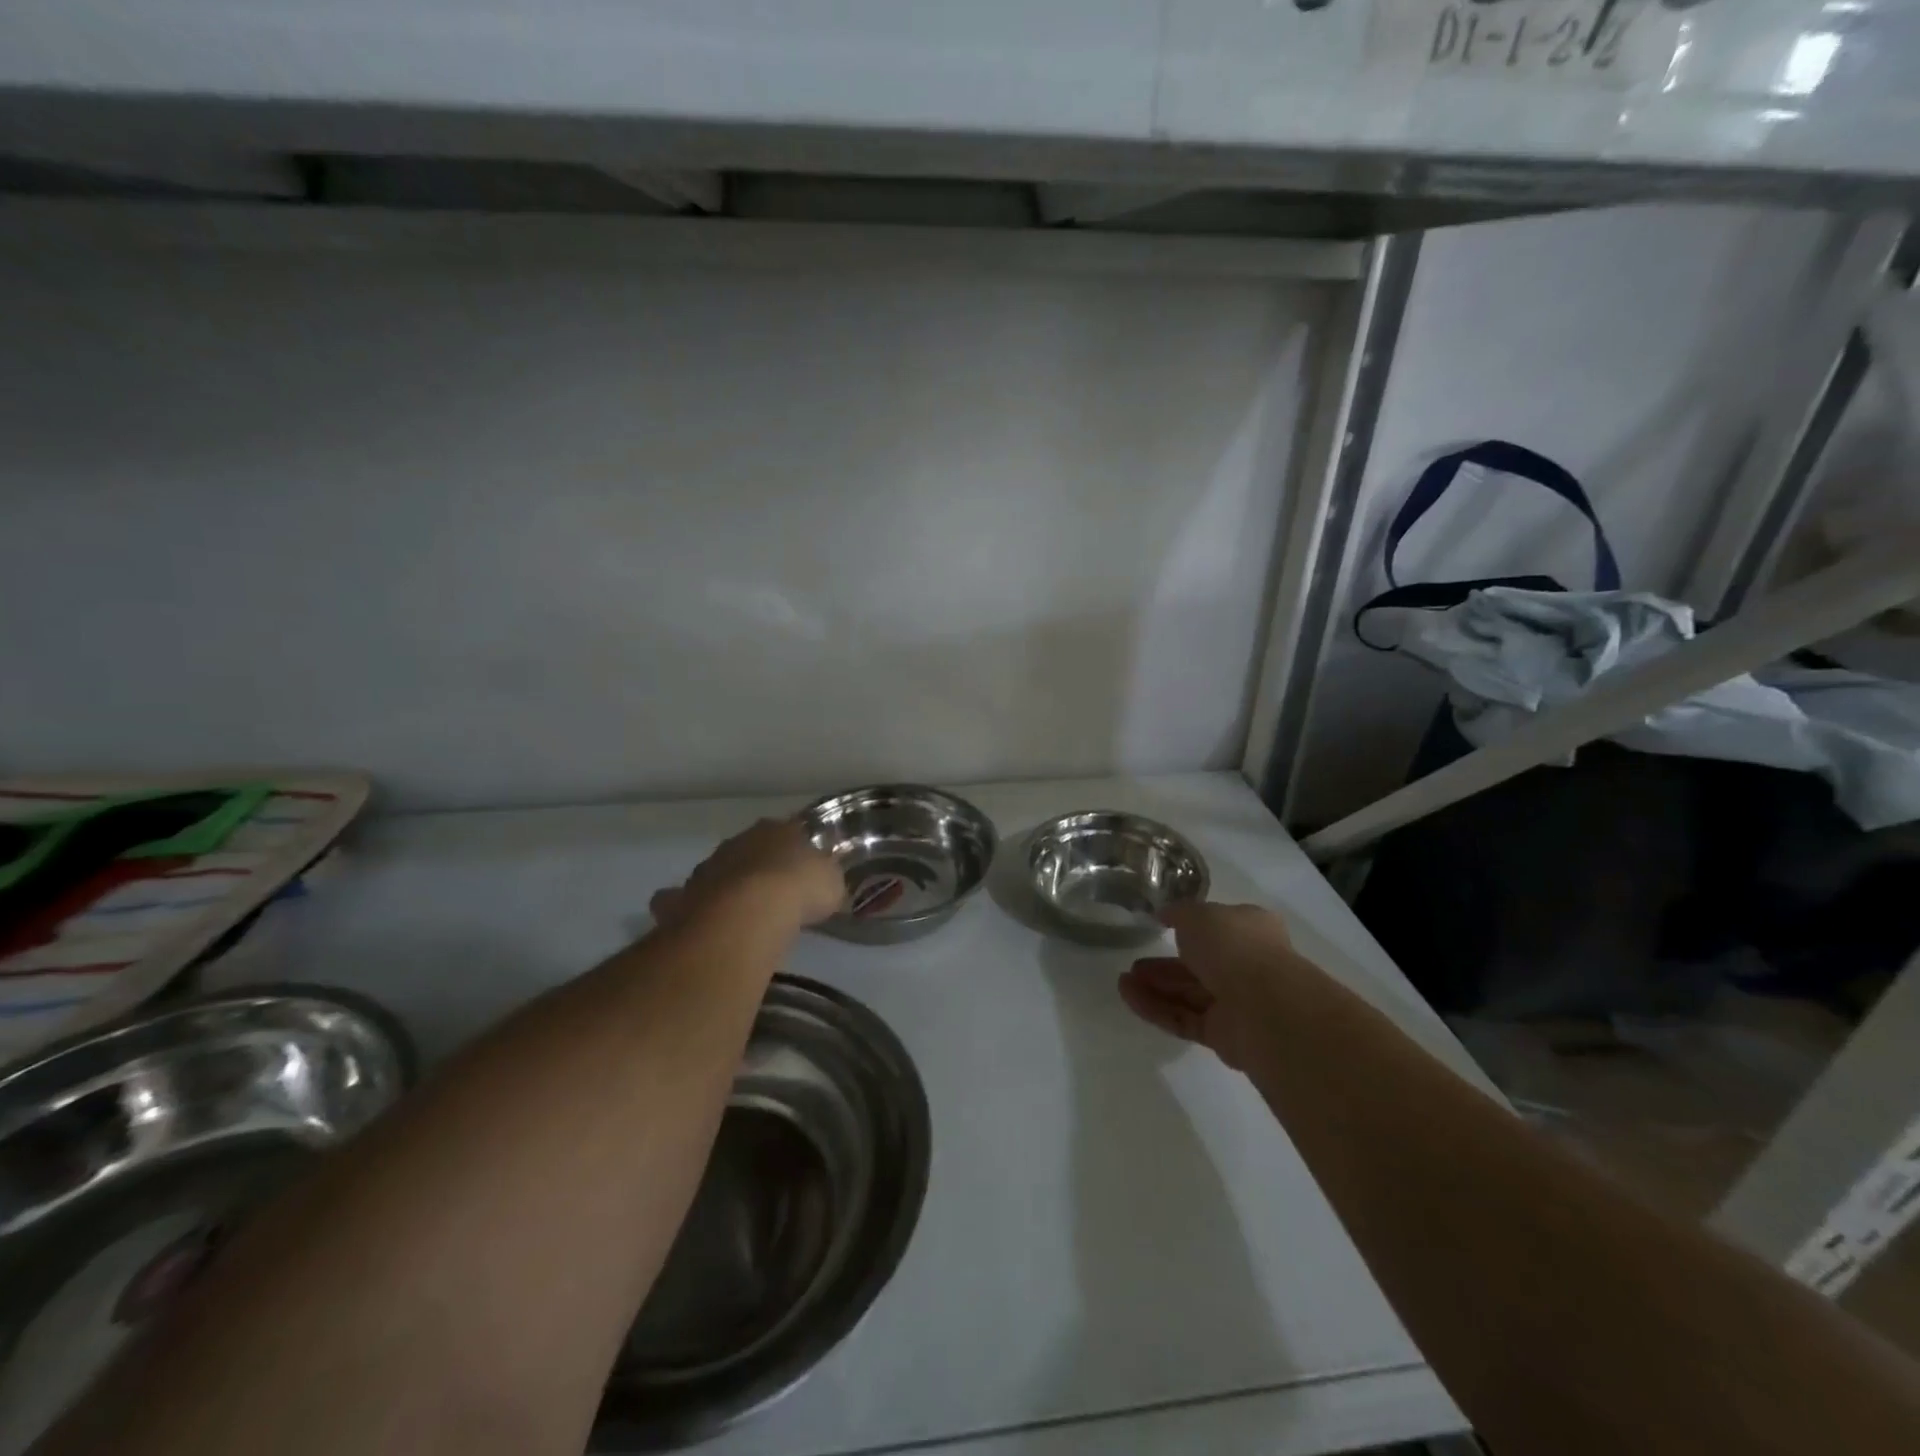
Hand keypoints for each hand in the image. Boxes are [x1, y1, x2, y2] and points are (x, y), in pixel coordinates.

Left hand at [649, 818, 845, 933]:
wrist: (749, 913)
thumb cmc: (799, 888)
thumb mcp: (831, 883)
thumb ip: (826, 881)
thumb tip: (826, 888)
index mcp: (775, 829)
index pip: (788, 831)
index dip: (796, 851)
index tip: (803, 870)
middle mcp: (738, 841)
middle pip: (750, 851)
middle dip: (759, 868)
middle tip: (773, 894)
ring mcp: (707, 868)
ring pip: (719, 874)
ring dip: (728, 889)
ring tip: (742, 916)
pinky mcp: (683, 898)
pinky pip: (688, 904)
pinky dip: (695, 912)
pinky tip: (708, 928)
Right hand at [1118, 902, 1305, 1071]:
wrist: (1264, 1007)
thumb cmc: (1234, 947)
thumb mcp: (1198, 914)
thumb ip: (1178, 913)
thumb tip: (1164, 914)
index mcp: (1250, 930)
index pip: (1218, 926)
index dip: (1190, 926)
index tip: (1160, 926)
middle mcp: (1246, 965)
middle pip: (1199, 964)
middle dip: (1165, 964)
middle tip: (1135, 962)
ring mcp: (1235, 1003)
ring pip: (1188, 993)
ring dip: (1155, 986)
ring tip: (1123, 981)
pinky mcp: (1222, 1035)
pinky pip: (1183, 1018)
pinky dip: (1155, 1008)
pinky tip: (1128, 996)